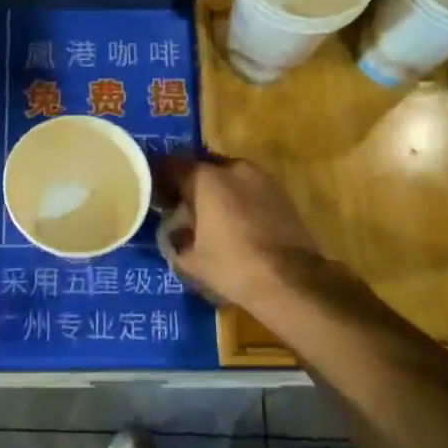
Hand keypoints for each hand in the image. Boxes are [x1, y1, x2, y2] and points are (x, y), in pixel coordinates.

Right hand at [153, 156, 326, 312]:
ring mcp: (261, 179)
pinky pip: (249, 190)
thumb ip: (175, 240)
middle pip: (202, 168)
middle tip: (181, 209)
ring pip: (228, 177)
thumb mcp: (190, 261)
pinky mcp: (281, 194)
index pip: (171, 166)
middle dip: (189, 185)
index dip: (159, 180)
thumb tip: (174, 233)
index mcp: (206, 178)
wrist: (292, 281)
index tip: (155, 198)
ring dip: (216, 192)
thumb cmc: (233, 266)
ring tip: (210, 218)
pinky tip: (236, 225)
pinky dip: (238, 200)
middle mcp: (233, 168)